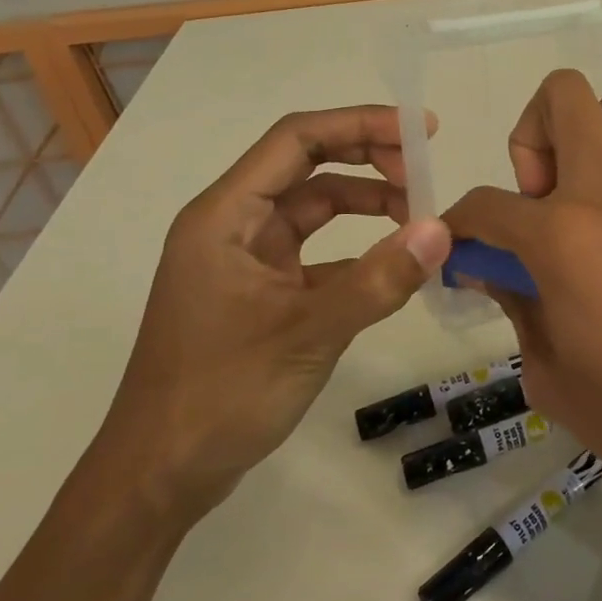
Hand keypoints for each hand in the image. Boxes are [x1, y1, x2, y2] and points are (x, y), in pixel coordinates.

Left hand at [99, 106, 450, 521]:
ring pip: (315, 209)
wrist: (160, 476)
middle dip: (369, 159)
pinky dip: (357, 250)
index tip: (420, 131)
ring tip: (419, 218)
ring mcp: (246, 260)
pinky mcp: (261, 292)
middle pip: (308, 166)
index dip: (361, 124)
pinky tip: (394, 266)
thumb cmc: (219, 395)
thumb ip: (378, 281)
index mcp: (226, 215)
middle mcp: (233, 225)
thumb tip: (441, 230)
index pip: (298, 140)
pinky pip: (317, 253)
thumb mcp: (307, 334)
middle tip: (425, 173)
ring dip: (366, 204)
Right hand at [444, 71, 601, 523]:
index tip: (463, 251)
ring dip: (584, 140)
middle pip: (562, 97)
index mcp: (564, 236)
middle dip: (530, 135)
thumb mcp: (554, 377)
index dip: (459, 225)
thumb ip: (519, 309)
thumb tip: (500, 274)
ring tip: (583, 210)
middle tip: (538, 201)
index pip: (486, 204)